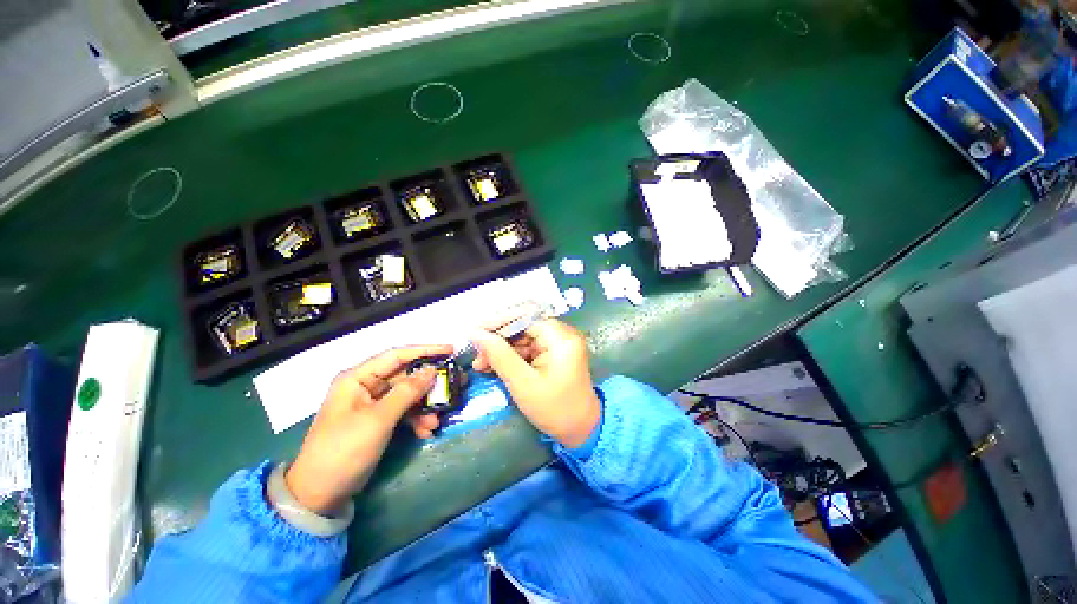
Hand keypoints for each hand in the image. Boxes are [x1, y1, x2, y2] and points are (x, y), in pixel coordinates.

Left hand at [285, 344, 451, 514]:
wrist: (320, 494)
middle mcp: (366, 386)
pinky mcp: (378, 420)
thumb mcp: (378, 420)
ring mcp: (372, 404)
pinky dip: (416, 419)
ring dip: (425, 406)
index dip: (425, 350)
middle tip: (456, 383)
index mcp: (358, 378)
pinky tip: (426, 431)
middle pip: (405, 376)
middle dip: (430, 383)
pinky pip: (403, 411)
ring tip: (438, 419)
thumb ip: (407, 392)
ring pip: (408, 395)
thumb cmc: (344, 450)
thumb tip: (432, 370)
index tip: (451, 350)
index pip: (397, 355)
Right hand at [470, 318, 600, 447]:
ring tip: (481, 365)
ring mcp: (558, 343)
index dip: (497, 322)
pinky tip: (494, 366)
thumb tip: (475, 333)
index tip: (474, 332)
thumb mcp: (523, 383)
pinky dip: (511, 357)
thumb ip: (499, 355)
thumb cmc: (554, 409)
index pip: (524, 317)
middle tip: (476, 355)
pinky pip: (528, 348)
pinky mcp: (553, 353)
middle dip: (497, 339)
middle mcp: (561, 333)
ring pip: (522, 338)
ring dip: (501, 350)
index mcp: (560, 337)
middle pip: (522, 326)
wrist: (581, 430)